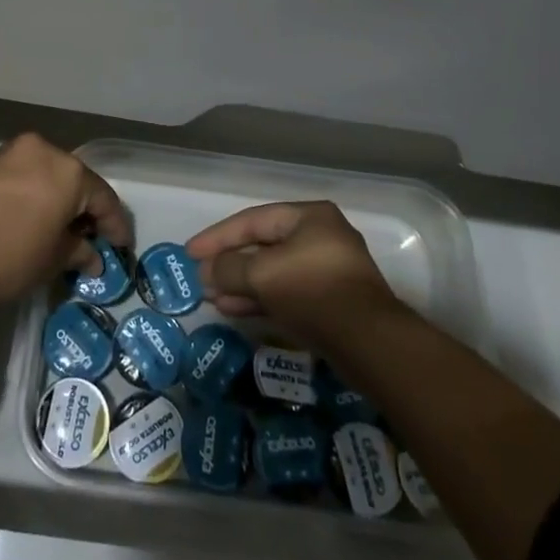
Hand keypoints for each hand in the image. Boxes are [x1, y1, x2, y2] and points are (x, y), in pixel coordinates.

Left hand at [0, 134, 130, 373]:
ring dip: (57, 197)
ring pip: (48, 173)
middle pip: (76, 179)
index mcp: (69, 171)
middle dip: (85, 208)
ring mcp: (13, 152)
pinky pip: (23, 174)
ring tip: (59, 227)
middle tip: (91, 237)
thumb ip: (78, 251)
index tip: (120, 246)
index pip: (104, 197)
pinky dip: (34, 191)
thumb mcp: (53, 260)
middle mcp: (44, 151)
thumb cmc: (10, 258)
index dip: (115, 225)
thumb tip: (92, 256)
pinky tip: (31, 215)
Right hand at [185, 201, 402, 351]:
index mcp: (309, 217)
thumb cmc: (313, 292)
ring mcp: (327, 269)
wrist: (370, 343)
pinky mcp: (330, 301)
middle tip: (200, 277)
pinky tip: (234, 309)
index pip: (252, 220)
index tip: (190, 253)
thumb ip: (228, 268)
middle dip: (230, 263)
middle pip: (263, 245)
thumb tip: (207, 272)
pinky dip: (260, 299)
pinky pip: (286, 292)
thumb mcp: (262, 275)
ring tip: (212, 298)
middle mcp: (320, 236)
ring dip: (241, 284)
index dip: (217, 236)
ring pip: (273, 272)